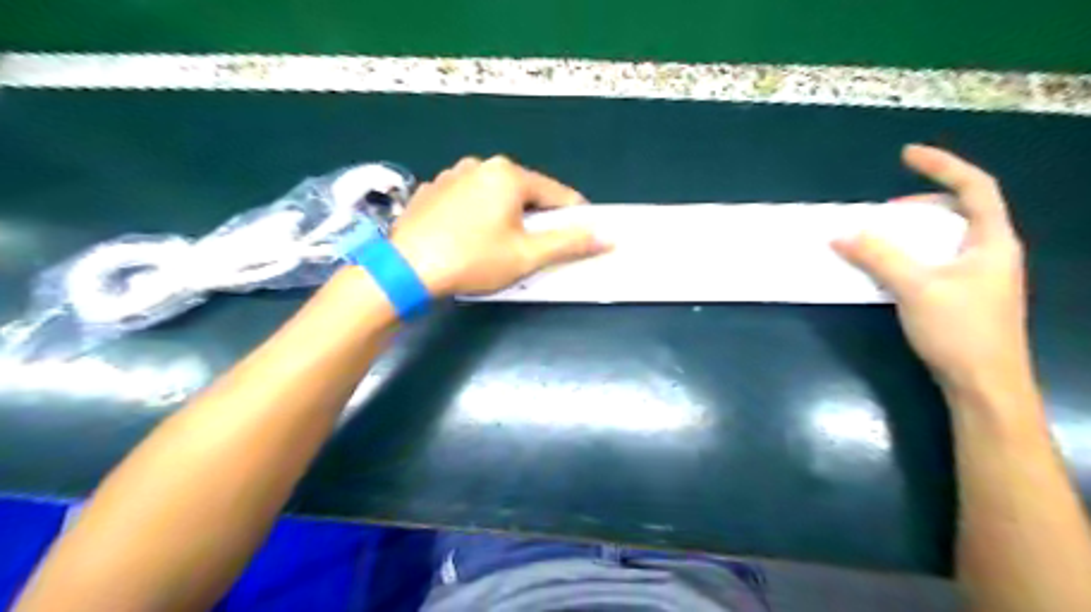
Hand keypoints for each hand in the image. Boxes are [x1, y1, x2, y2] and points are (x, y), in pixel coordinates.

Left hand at [386, 152, 610, 293]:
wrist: (405, 269)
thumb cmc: (473, 260)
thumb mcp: (527, 255)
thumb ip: (569, 243)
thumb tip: (608, 237)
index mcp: (508, 174)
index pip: (557, 194)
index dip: (574, 216)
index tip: (580, 237)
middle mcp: (480, 165)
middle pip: (525, 192)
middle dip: (536, 218)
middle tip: (535, 248)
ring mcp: (451, 175)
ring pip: (495, 195)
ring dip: (506, 216)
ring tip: (500, 246)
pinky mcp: (430, 190)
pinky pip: (468, 200)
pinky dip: (477, 215)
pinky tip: (468, 239)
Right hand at [837, 147, 1032, 394]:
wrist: (984, 385)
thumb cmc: (960, 331)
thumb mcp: (916, 288)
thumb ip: (878, 257)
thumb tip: (840, 234)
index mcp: (992, 242)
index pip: (976, 187)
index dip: (943, 165)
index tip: (906, 155)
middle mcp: (991, 253)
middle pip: (962, 210)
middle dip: (923, 201)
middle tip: (886, 210)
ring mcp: (979, 276)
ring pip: (947, 238)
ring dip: (914, 231)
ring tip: (883, 238)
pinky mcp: (964, 296)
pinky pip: (937, 260)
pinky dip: (912, 255)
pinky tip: (891, 269)